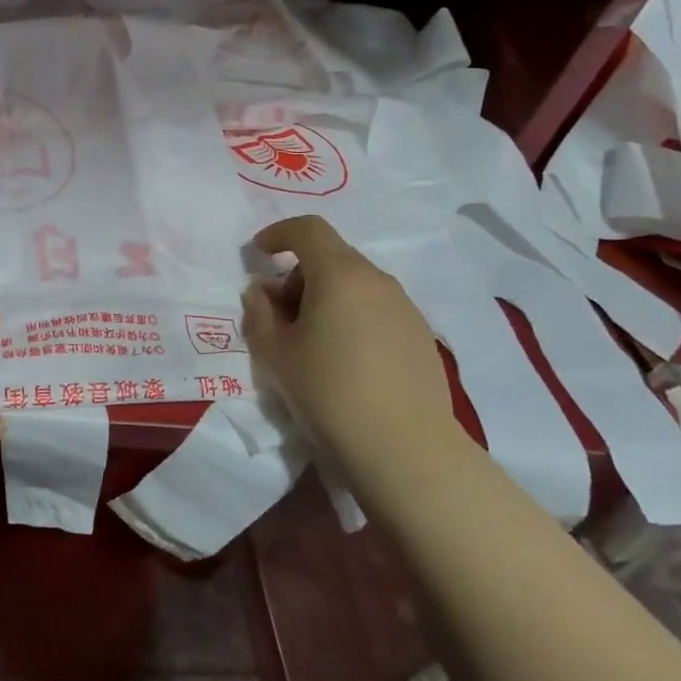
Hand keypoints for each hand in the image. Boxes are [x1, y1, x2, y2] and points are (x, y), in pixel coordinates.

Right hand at [241, 215, 464, 491]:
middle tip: (279, 314)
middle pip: (332, 257)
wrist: (406, 450)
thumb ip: (259, 313)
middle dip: (299, 275)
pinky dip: (353, 317)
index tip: (258, 254)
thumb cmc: (329, 392)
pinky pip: (377, 310)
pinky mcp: (421, 336)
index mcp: (340, 274)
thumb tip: (261, 291)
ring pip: (356, 284)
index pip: (308, 229)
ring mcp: (405, 308)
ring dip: (326, 297)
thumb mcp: (275, 353)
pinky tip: (345, 361)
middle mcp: (377, 280)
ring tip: (311, 342)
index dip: (278, 234)